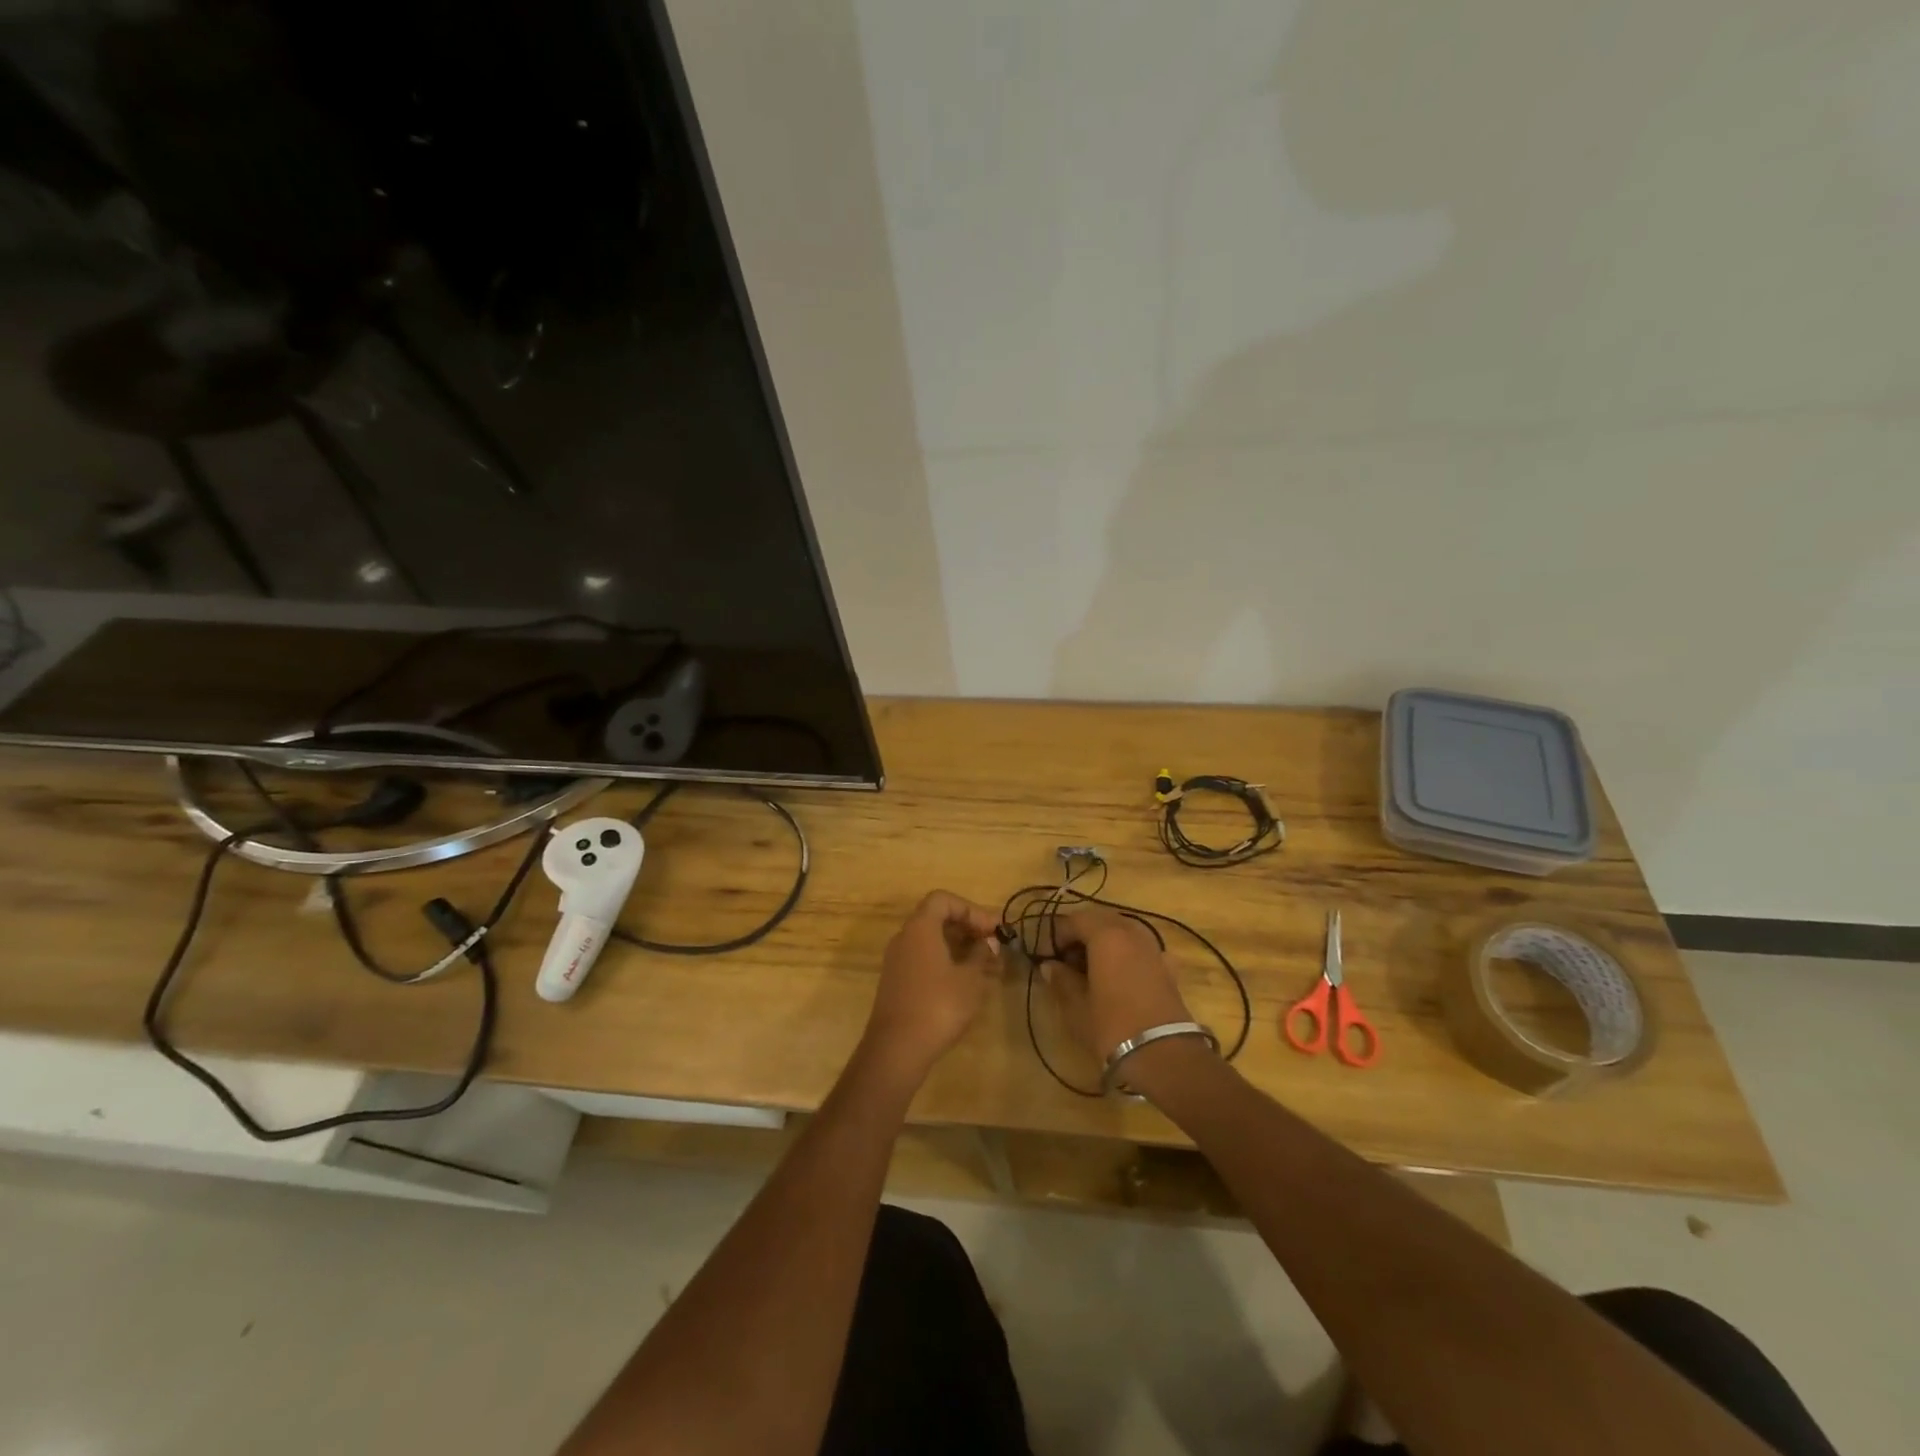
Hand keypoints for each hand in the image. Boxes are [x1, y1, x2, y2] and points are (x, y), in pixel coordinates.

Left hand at [862, 891, 1003, 1083]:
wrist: (896, 1048)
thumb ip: (981, 955)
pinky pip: (923, 959)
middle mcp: (904, 938)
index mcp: (920, 928)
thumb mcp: (970, 979)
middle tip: (992, 945)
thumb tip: (989, 943)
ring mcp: (897, 961)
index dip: (970, 909)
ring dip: (958, 947)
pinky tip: (965, 982)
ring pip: (931, 941)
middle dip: (967, 928)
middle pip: (936, 918)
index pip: (943, 900)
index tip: (992, 930)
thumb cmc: (938, 1005)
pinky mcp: (896, 982)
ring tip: (986, 965)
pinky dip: (945, 962)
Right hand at [1043, 908, 1193, 1061]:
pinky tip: (1120, 976)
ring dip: (1105, 942)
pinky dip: (1126, 954)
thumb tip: (1049, 966)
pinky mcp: (1168, 967)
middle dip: (1082, 934)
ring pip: (1124, 932)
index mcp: (1106, 935)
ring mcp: (1153, 948)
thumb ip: (1062, 980)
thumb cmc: (1112, 1027)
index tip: (1048, 954)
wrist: (1165, 1056)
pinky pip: (1141, 949)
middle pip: (1102, 920)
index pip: (1076, 919)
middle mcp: (1132, 933)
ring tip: (1091, 968)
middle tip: (1067, 959)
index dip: (1058, 934)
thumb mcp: (1077, 1006)